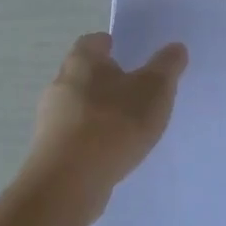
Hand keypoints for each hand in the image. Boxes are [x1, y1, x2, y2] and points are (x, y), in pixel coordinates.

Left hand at [26, 34, 187, 211]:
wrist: (68, 184)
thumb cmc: (114, 124)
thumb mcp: (154, 90)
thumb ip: (167, 66)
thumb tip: (176, 47)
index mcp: (82, 61)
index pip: (94, 41)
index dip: (112, 44)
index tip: (131, 55)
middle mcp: (60, 84)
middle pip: (85, 74)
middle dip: (108, 80)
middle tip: (137, 90)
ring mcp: (50, 120)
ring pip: (79, 106)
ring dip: (100, 112)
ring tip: (129, 126)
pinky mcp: (49, 151)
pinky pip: (76, 136)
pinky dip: (93, 138)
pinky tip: (113, 152)